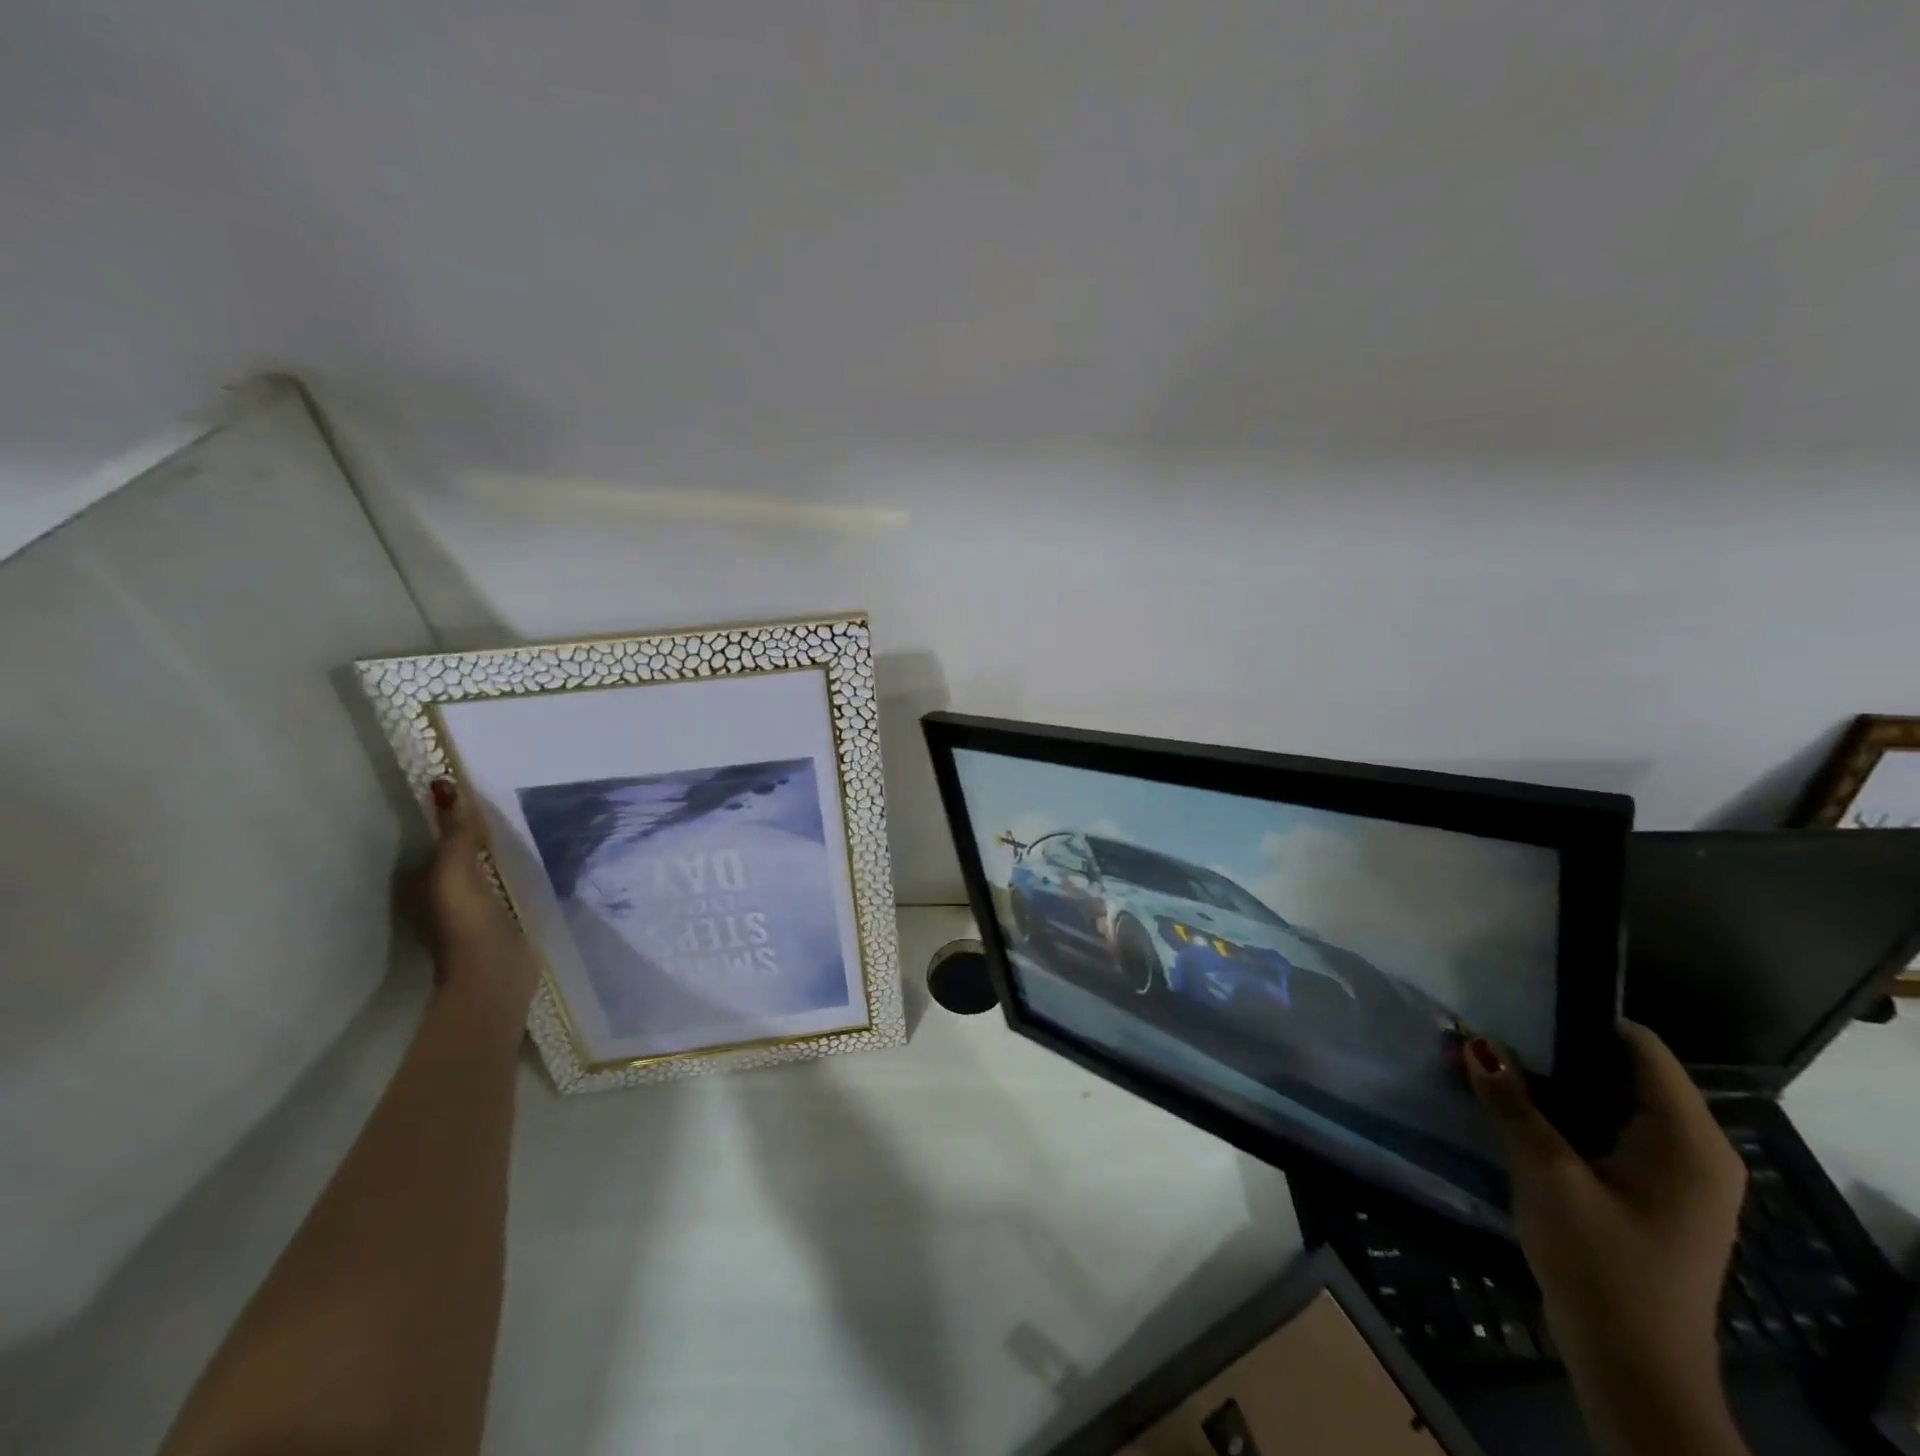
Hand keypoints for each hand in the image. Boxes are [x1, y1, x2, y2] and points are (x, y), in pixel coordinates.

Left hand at [424, 778, 540, 1018]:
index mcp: (428, 880)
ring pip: (487, 865)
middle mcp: (448, 891)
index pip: (440, 835)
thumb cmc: (468, 925)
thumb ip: (457, 834)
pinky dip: (518, 867)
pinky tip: (539, 857)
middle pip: (464, 849)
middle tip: (512, 796)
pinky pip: (509, 881)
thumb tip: (445, 783)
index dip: (455, 811)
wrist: (495, 978)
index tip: (481, 784)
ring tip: (532, 820)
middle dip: (481, 827)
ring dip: (502, 847)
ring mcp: (477, 907)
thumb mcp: (457, 873)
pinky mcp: (504, 918)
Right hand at [1466, 1024, 1749, 1455]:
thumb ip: (1512, 1103)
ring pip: (1605, 1101)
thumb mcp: (1548, 1174)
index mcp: (1687, 1140)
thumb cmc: (1601, 1263)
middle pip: (1620, 1071)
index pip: (1642, 1048)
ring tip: (1483, 1057)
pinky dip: (1558, 1112)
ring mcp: (1671, 1175)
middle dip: (1549, 1047)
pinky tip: (1507, 1103)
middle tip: (1485, 1026)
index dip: (1582, 1015)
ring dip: (1547, 1080)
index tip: (1518, 998)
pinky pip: (1602, 1130)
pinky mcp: (1645, 1194)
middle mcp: (1691, 1150)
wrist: (1631, 1366)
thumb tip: (1472, 1041)